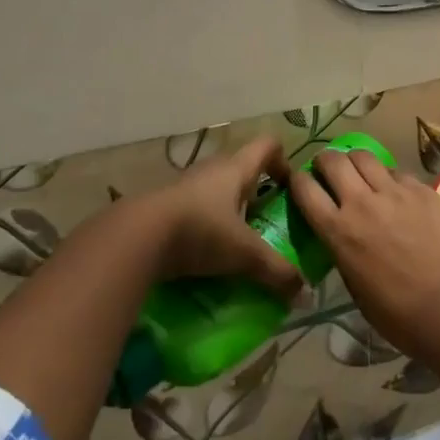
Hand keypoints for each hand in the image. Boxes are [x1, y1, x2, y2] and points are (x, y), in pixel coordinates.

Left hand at [143, 135, 303, 298]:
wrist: (135, 238)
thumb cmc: (199, 231)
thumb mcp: (243, 254)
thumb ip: (275, 271)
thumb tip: (304, 293)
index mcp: (236, 168)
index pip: (268, 145)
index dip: (283, 162)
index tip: (289, 191)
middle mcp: (212, 169)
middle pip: (243, 170)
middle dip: (257, 195)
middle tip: (266, 225)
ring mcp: (185, 186)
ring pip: (217, 192)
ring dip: (230, 213)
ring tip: (237, 247)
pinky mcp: (165, 206)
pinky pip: (195, 210)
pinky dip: (205, 227)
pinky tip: (205, 257)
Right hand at [291, 148, 439, 355]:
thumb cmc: (399, 314)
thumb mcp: (356, 289)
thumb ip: (343, 253)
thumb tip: (341, 236)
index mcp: (339, 231)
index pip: (305, 189)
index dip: (298, 180)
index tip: (301, 182)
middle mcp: (362, 202)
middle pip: (333, 160)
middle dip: (325, 160)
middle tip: (328, 170)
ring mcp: (394, 191)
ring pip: (365, 156)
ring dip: (355, 161)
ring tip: (360, 172)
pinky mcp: (421, 188)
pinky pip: (397, 172)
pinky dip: (389, 178)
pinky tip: (396, 193)